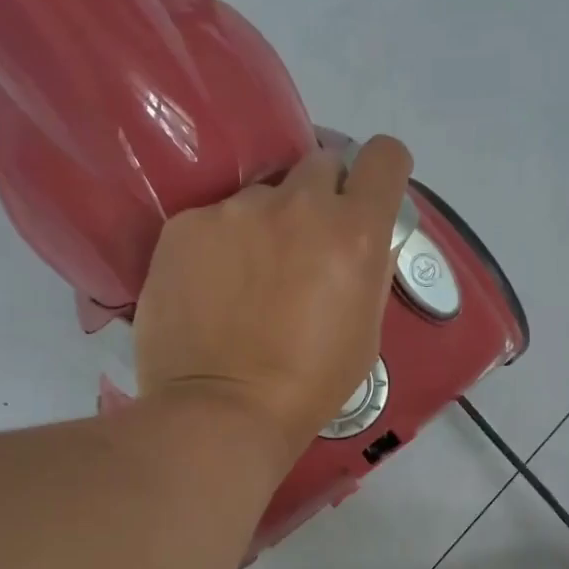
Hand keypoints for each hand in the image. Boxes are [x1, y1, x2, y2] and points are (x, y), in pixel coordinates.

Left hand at [135, 136, 413, 467]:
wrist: (221, 412)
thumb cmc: (309, 384)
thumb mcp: (366, 330)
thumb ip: (368, 268)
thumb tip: (359, 240)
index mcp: (355, 231)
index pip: (384, 156)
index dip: (380, 172)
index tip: (367, 195)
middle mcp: (298, 203)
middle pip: (319, 164)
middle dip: (320, 196)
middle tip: (303, 245)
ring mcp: (235, 210)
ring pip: (260, 196)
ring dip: (263, 224)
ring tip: (244, 279)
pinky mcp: (185, 225)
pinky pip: (212, 219)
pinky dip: (217, 244)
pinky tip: (207, 288)